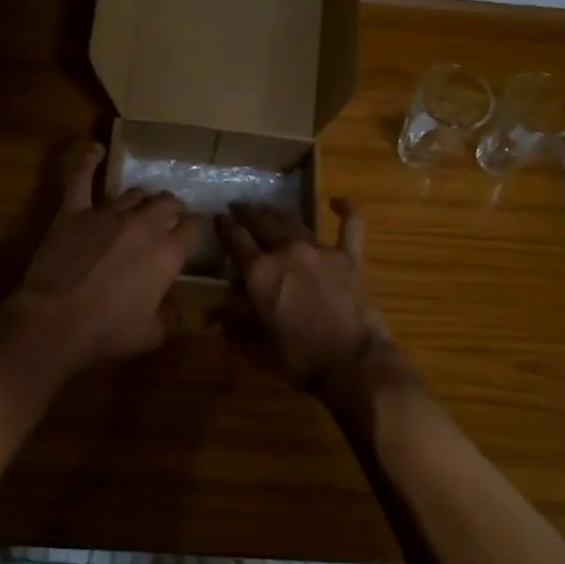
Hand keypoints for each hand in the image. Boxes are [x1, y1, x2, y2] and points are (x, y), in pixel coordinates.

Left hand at [0, 143, 198, 377]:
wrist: (56, 321)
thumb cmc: (107, 332)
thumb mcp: (151, 334)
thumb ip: (167, 316)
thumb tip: (171, 309)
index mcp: (168, 253)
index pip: (193, 228)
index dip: (195, 229)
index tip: (193, 232)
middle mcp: (144, 225)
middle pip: (167, 203)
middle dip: (172, 209)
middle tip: (168, 219)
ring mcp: (108, 213)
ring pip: (133, 193)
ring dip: (141, 198)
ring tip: (140, 204)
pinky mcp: (74, 211)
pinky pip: (82, 178)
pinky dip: (89, 161)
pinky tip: (95, 149)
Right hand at [215, 199, 405, 407]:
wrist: (353, 362)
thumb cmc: (301, 358)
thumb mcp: (259, 346)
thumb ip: (235, 326)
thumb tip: (211, 316)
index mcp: (259, 273)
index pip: (235, 240)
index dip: (224, 227)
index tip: (218, 217)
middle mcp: (286, 252)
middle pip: (263, 224)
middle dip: (248, 214)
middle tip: (239, 208)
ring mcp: (320, 250)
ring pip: (295, 223)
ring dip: (278, 214)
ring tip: (268, 209)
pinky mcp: (349, 257)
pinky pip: (349, 226)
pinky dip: (345, 211)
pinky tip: (338, 202)